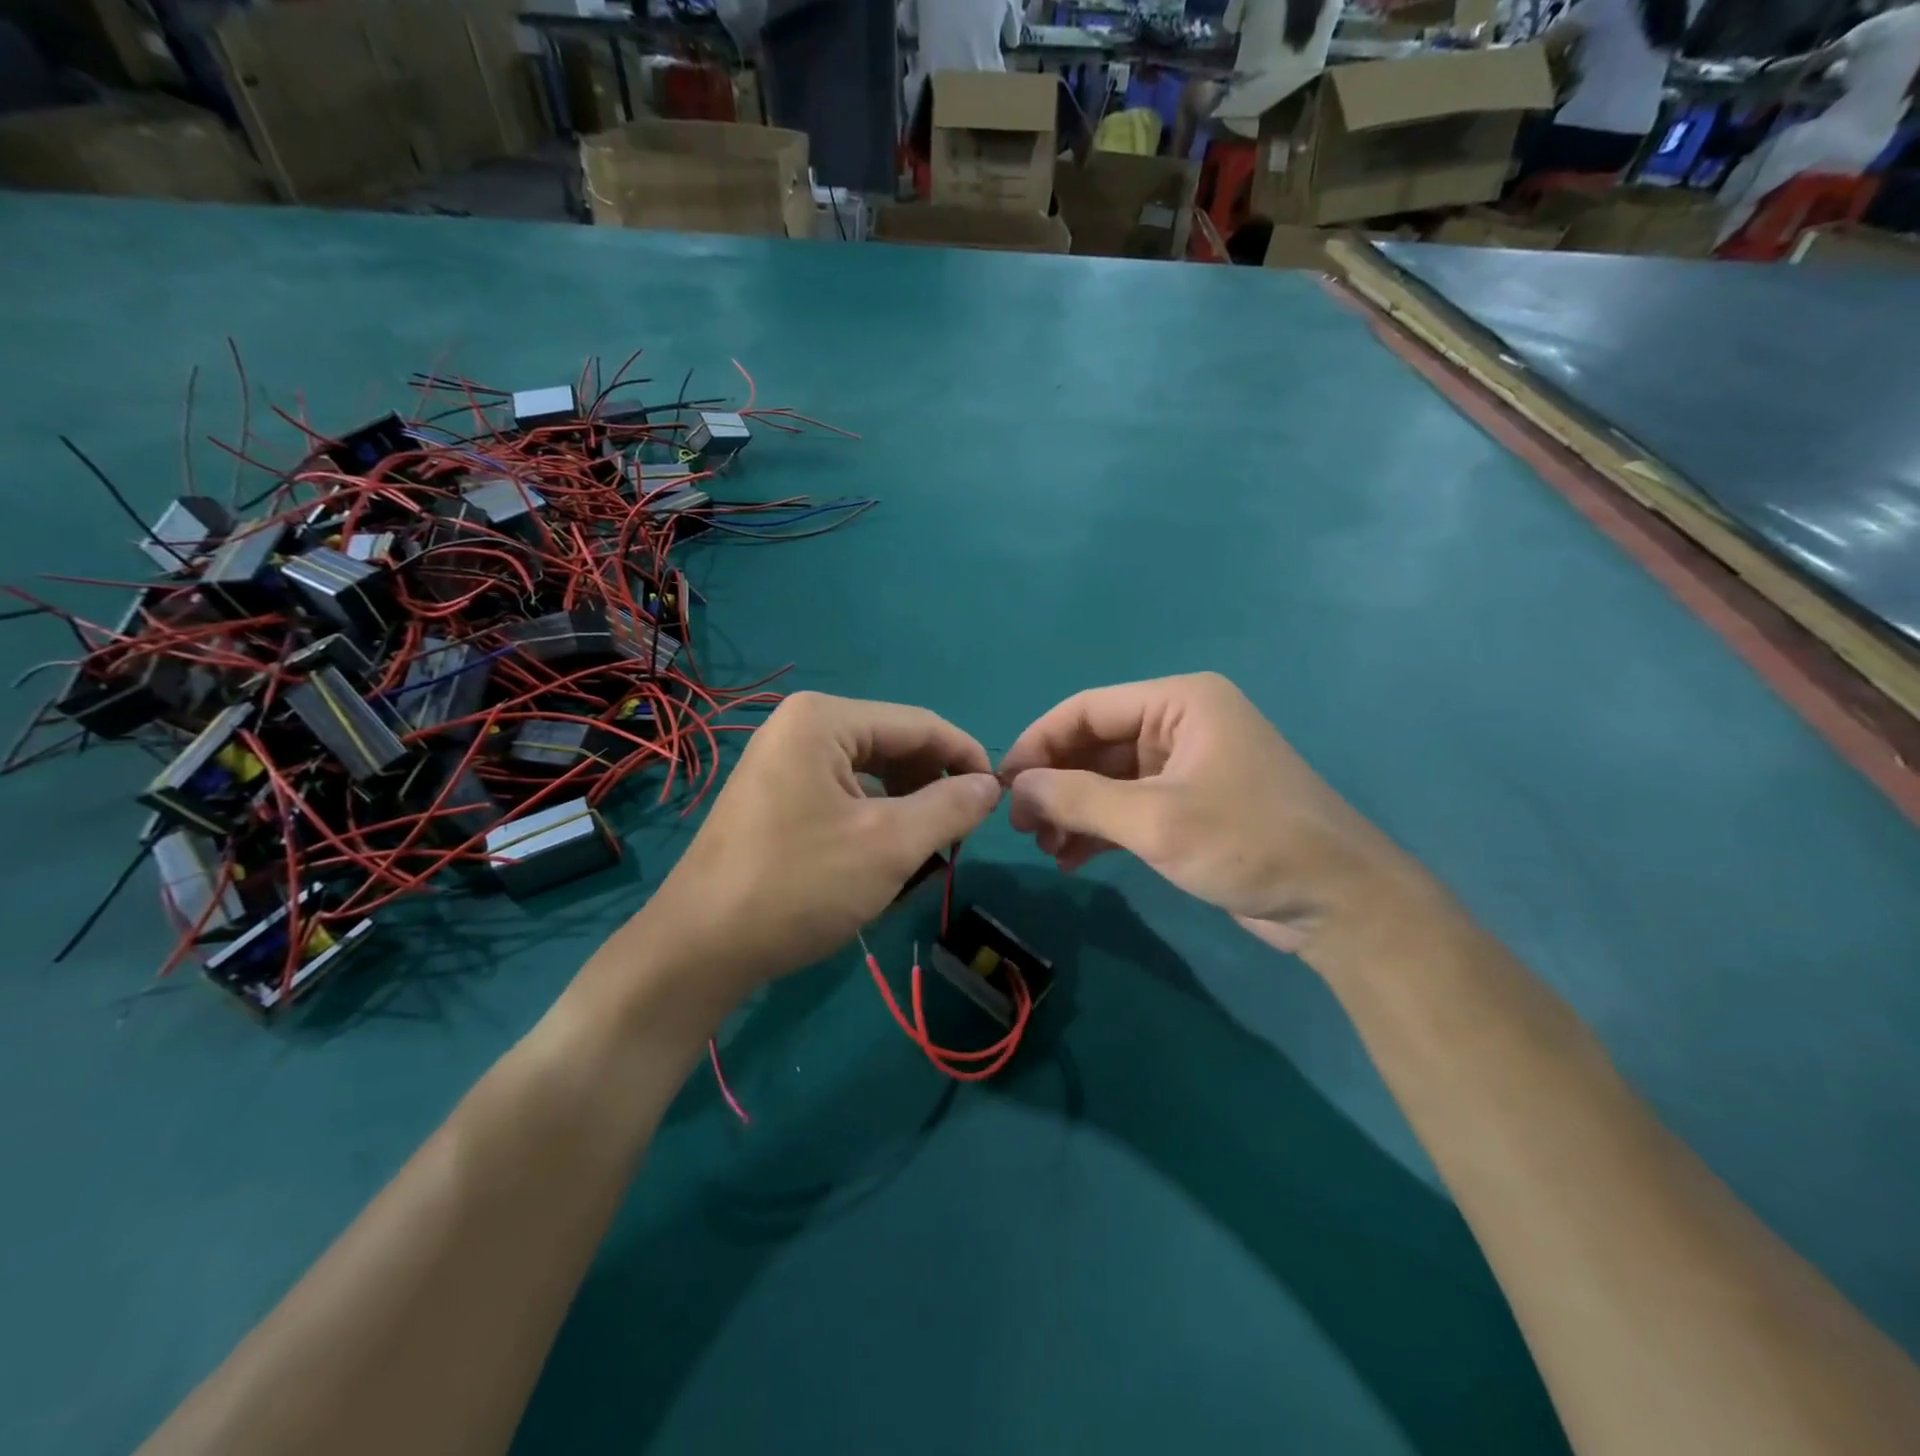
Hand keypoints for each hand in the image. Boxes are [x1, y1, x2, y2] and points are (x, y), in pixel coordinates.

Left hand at [606, 692, 1000, 1010]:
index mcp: (824, 719)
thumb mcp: (890, 845)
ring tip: (925, 847)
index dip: (967, 758)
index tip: (1001, 799)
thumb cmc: (799, 887)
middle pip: (894, 744)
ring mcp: (781, 759)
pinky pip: (842, 791)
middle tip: (960, 832)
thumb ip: (950, 807)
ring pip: (870, 771)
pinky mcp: (774, 793)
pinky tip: (882, 852)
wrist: (699, 948)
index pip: (920, 725)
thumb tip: (991, 786)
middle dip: (933, 784)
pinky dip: (873, 816)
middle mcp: (800, 725)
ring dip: (906, 803)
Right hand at [999, 673, 1425, 957]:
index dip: (1039, 743)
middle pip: (1096, 745)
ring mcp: (1186, 767)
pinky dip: (1099, 830)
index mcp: (1179, 703)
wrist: (1338, 903)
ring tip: (1044, 849)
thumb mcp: (1154, 820)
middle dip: (1055, 785)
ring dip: (1073, 812)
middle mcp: (1180, 725)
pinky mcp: (1190, 806)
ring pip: (1108, 780)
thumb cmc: (1248, 842)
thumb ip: (1077, 799)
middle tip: (1021, 827)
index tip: (1002, 785)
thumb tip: (1014, 788)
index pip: (1088, 709)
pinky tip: (1072, 859)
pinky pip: (1129, 807)